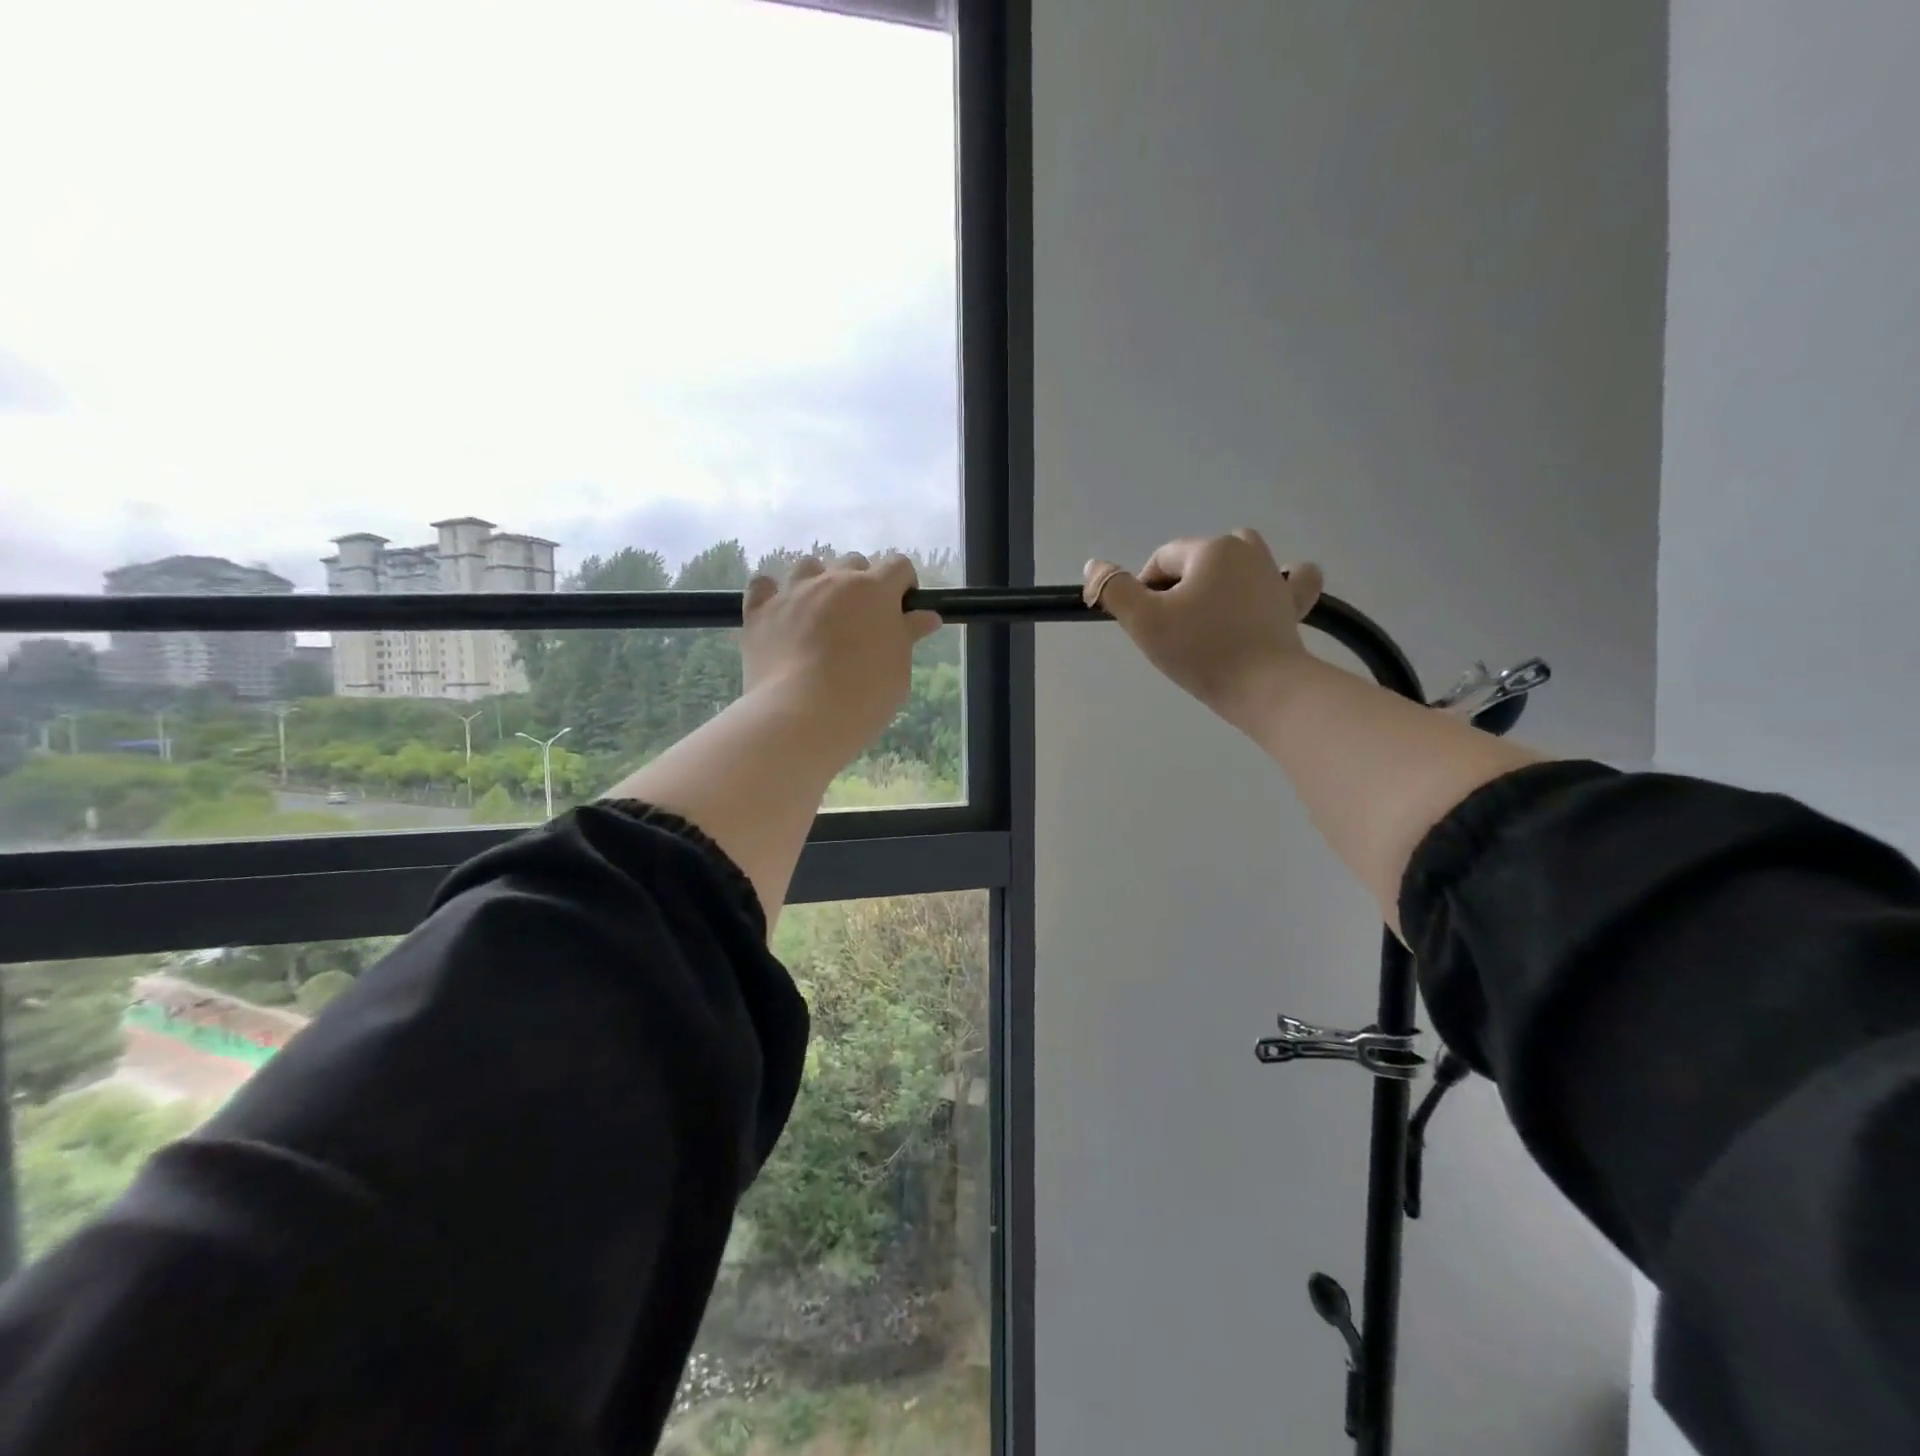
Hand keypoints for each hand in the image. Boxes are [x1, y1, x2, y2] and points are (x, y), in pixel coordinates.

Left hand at [742, 552, 942, 757]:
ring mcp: (793, 592)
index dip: (903, 584)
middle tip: (861, 620)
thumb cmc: (865, 694)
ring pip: (809, 567)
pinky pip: (763, 585)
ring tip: (820, 614)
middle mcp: (833, 580)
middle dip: (861, 583)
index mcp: (875, 590)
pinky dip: (772, 594)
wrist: (802, 714)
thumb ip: (908, 635)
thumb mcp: (899, 668)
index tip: (902, 610)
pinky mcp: (760, 611)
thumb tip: (926, 617)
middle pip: (853, 562)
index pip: (898, 566)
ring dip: (818, 582)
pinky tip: (780, 613)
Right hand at [1084, 530, 1324, 730]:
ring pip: (1242, 559)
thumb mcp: (1143, 621)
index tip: (1145, 626)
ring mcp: (1275, 576)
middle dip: (1180, 584)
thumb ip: (1113, 589)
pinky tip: (1273, 590)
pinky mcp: (1293, 604)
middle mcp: (1246, 551)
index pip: (1161, 559)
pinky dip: (1281, 581)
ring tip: (1208, 612)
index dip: (1144, 590)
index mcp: (1210, 549)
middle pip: (1198, 557)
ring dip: (1221, 576)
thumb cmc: (1199, 650)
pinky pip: (1293, 579)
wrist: (1263, 687)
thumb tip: (1094, 565)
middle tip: (1173, 627)